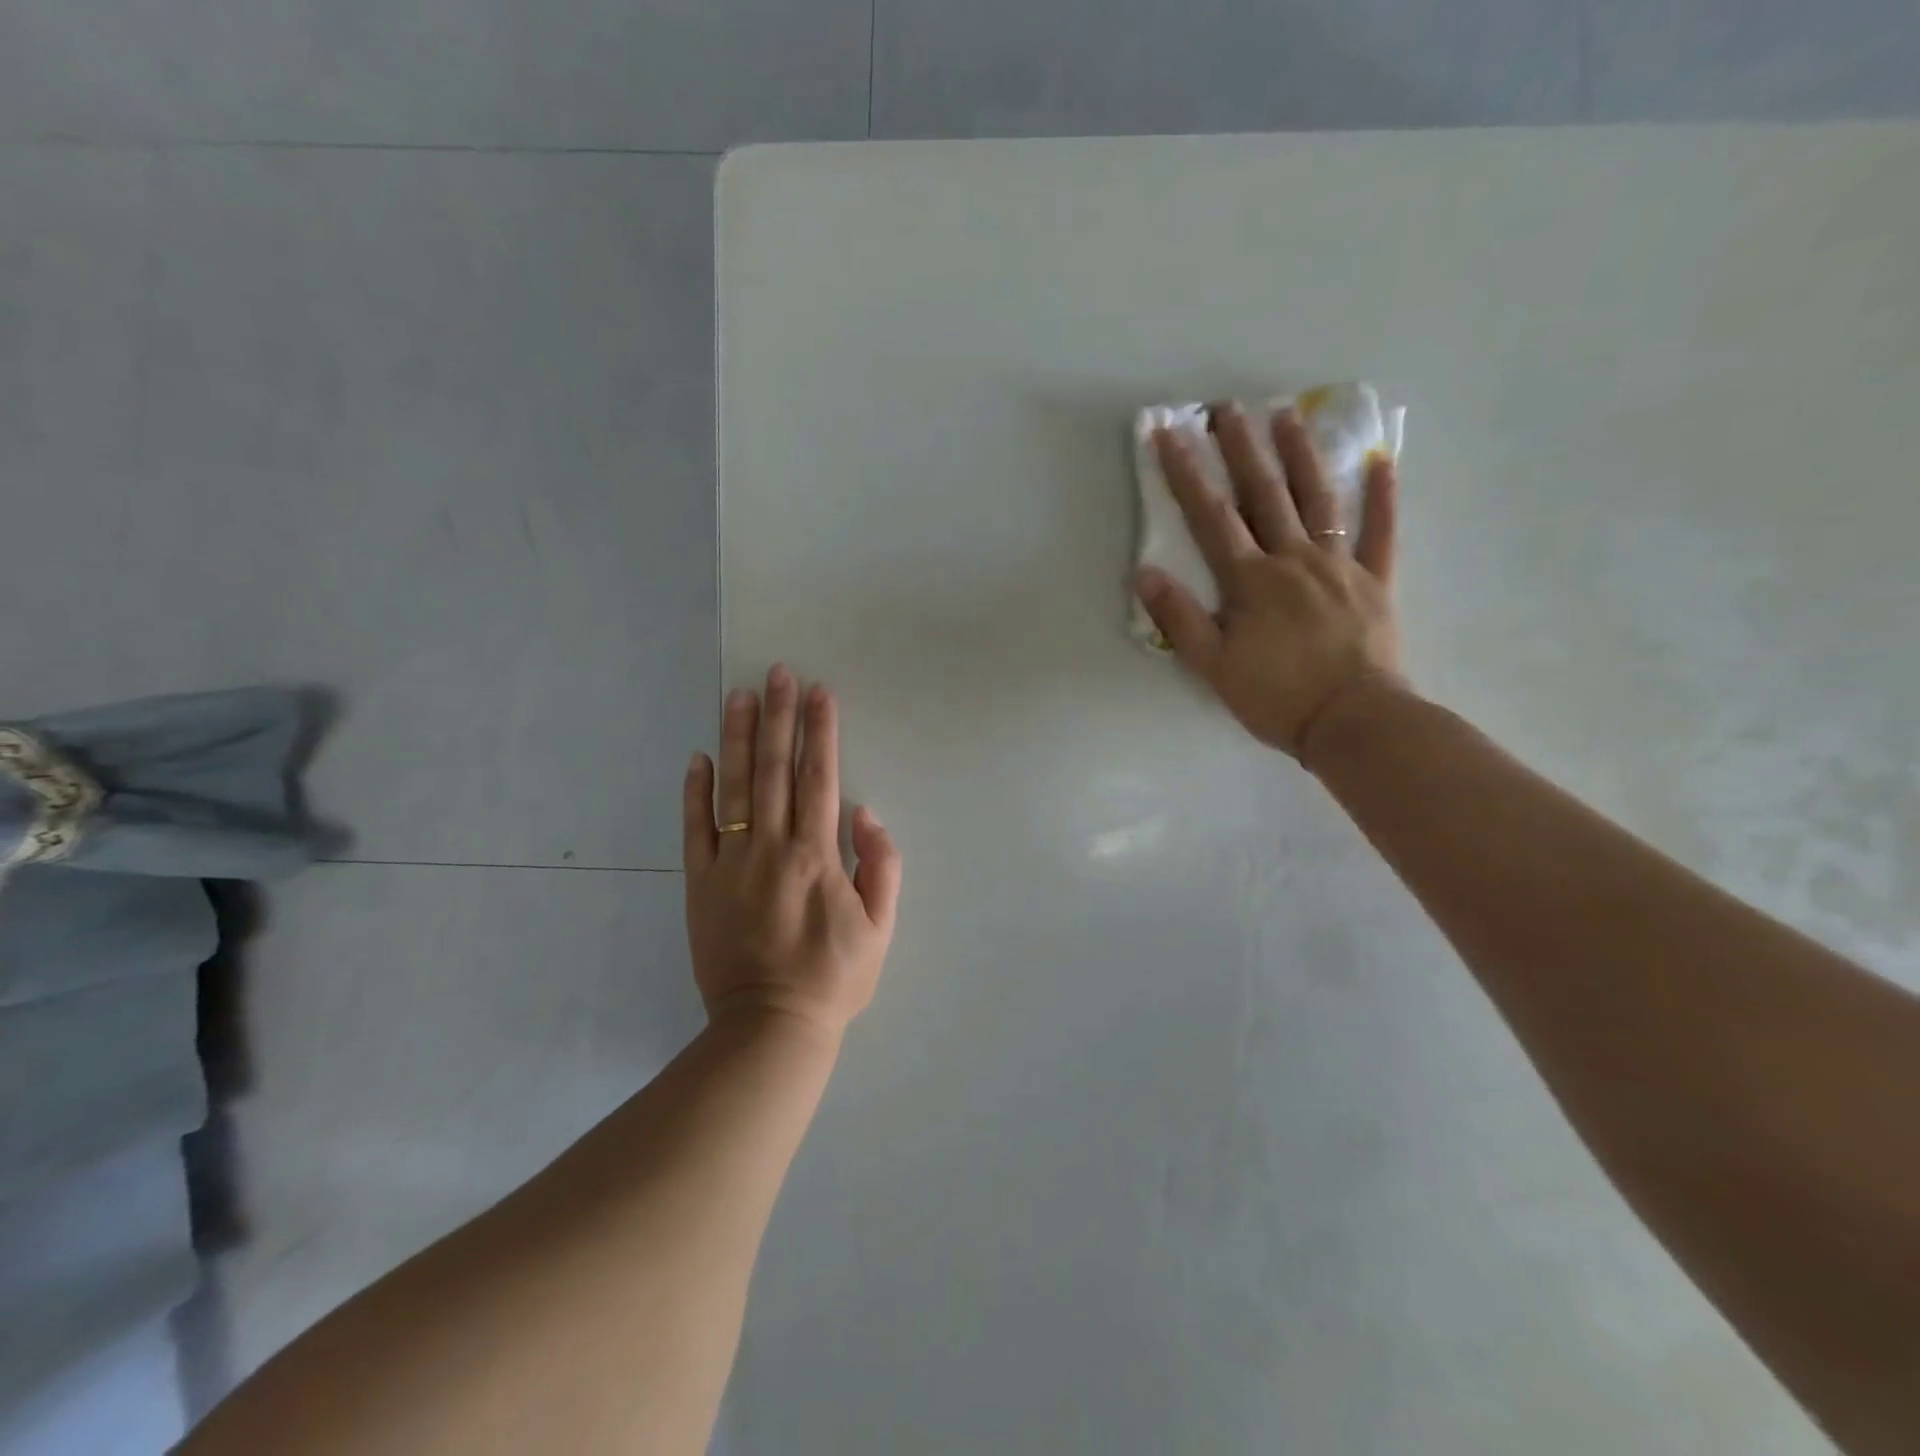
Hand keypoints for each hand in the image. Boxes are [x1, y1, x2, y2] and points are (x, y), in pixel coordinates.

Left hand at [683, 666, 901, 1038]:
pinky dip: (695, 792)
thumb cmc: (833, 977)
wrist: (769, 1027)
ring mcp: (730, 864)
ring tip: (739, 695)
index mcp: (817, 856)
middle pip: (774, 769)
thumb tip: (865, 812)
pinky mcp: (700, 884)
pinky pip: (695, 830)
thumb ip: (881, 866)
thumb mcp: (880, 928)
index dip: (821, 732)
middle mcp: (771, 848)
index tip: (820, 692)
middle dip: (779, 716)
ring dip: (737, 738)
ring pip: (733, 788)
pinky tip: (698, 757)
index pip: (819, 778)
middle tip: (778, 673)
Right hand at [1134, 403, 1404, 761]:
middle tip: (1227, 407)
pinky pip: (1382, 532)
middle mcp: (1294, 559)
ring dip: (1301, 455)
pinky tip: (1380, 461)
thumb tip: (1145, 574)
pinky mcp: (1376, 582)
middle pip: (1264, 494)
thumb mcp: (1213, 666)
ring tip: (1287, 415)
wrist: (1352, 722)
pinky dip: (1383, 496)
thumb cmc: (1276, 697)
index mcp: (1251, 580)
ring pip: (1318, 499)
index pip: (1211, 516)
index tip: (1170, 434)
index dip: (1187, 474)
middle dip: (1241, 448)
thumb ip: (1180, 618)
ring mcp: (1340, 566)